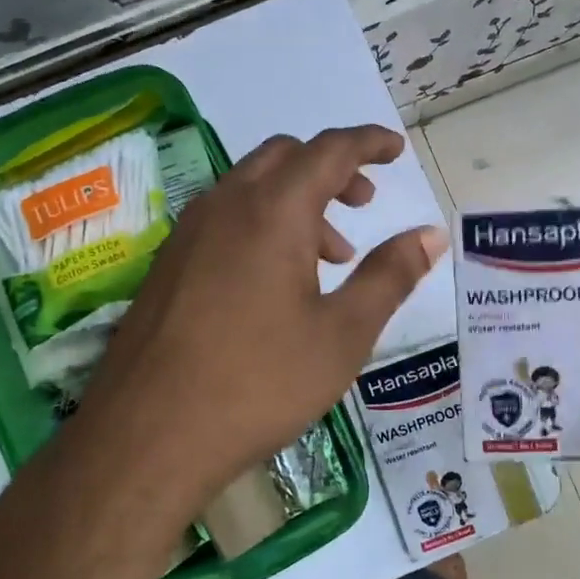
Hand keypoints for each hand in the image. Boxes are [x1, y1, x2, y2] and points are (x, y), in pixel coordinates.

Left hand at [73, 125, 446, 525]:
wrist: (148, 435)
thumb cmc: (259, 382)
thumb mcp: (342, 334)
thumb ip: (390, 275)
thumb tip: (431, 234)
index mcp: (273, 211)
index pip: (329, 150)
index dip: (368, 143)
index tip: (395, 150)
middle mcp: (225, 205)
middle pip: (284, 157)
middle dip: (331, 168)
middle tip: (364, 202)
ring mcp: (187, 233)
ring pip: (250, 188)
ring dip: (296, 202)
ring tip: (329, 257)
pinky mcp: (166, 265)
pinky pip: (223, 219)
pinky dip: (261, 225)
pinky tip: (274, 283)